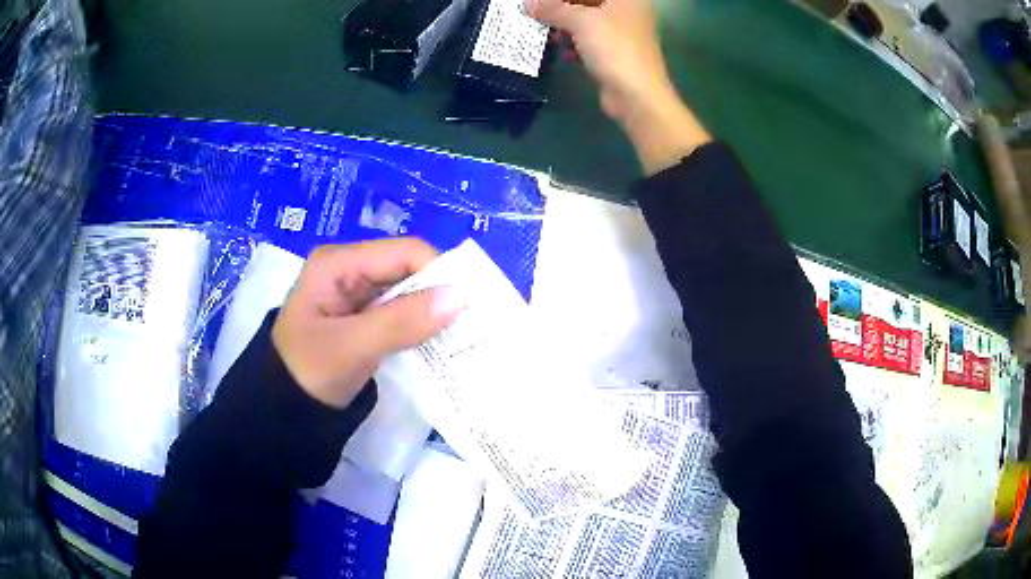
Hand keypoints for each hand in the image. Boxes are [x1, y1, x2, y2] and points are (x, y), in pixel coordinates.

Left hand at [271, 238, 458, 408]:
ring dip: (433, 311)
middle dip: (439, 293)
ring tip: (462, 334)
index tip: (467, 307)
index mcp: (339, 263)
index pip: (403, 252)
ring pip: (409, 291)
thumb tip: (459, 298)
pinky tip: (439, 341)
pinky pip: (402, 312)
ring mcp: (358, 293)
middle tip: (471, 323)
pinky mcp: (365, 316)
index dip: (439, 273)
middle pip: (408, 268)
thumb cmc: (308, 373)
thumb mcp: (352, 348)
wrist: (284, 411)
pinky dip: (422, 325)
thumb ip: (401, 322)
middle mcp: (350, 269)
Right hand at [526, 0, 710, 173]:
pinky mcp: (615, 53)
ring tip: (545, 31)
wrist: (637, 96)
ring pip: (586, 22)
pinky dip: (573, 44)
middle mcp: (628, 10)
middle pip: (587, 4)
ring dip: (564, 26)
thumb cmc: (614, 48)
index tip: (543, 3)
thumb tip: (527, 3)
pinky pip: (588, 41)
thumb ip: (552, 8)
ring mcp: (623, 33)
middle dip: (561, 9)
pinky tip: (560, 50)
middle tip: (538, 13)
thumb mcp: (580, 21)